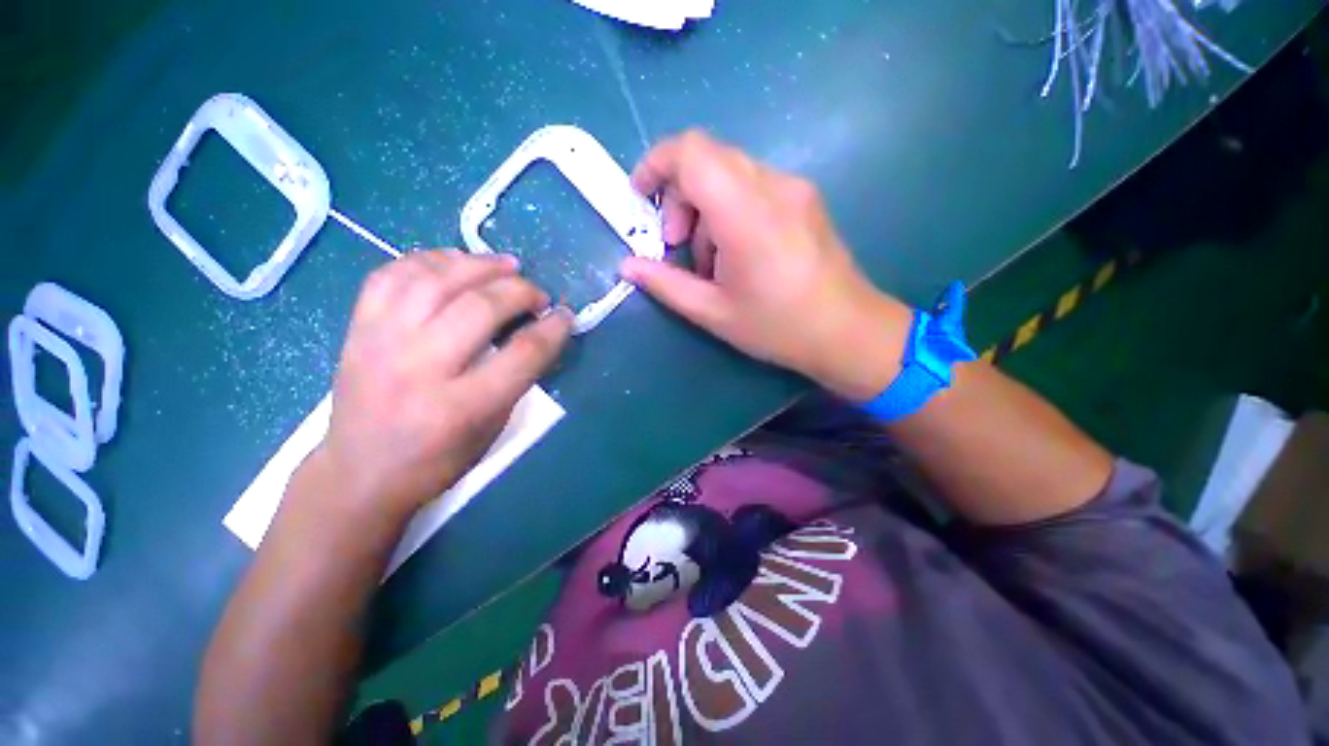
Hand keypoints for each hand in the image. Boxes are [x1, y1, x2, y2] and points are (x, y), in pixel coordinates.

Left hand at [311, 250, 572, 522]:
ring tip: (504, 265)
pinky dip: (429, 259)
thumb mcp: (492, 428)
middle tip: (537, 294)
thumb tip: (537, 333)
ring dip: (478, 264)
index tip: (566, 316)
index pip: (522, 354)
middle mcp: (419, 368)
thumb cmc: (437, 459)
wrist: (359, 472)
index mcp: (460, 407)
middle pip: (480, 308)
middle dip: (520, 291)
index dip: (553, 329)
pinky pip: (392, 275)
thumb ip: (516, 379)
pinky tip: (454, 262)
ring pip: (435, 280)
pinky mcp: (358, 328)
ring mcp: (382, 342)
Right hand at [620, 131, 911, 400]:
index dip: (655, 165)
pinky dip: (729, 210)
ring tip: (711, 261)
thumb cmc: (778, 327)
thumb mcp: (713, 313)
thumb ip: (665, 284)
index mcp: (745, 214)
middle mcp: (772, 186)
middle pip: (707, 158)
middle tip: (676, 245)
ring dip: (704, 208)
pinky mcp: (805, 197)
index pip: (691, 152)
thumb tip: (628, 266)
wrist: (848, 331)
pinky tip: (737, 253)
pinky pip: (753, 186)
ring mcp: (794, 188)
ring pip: (729, 172)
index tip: (640, 198)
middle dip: (678, 196)